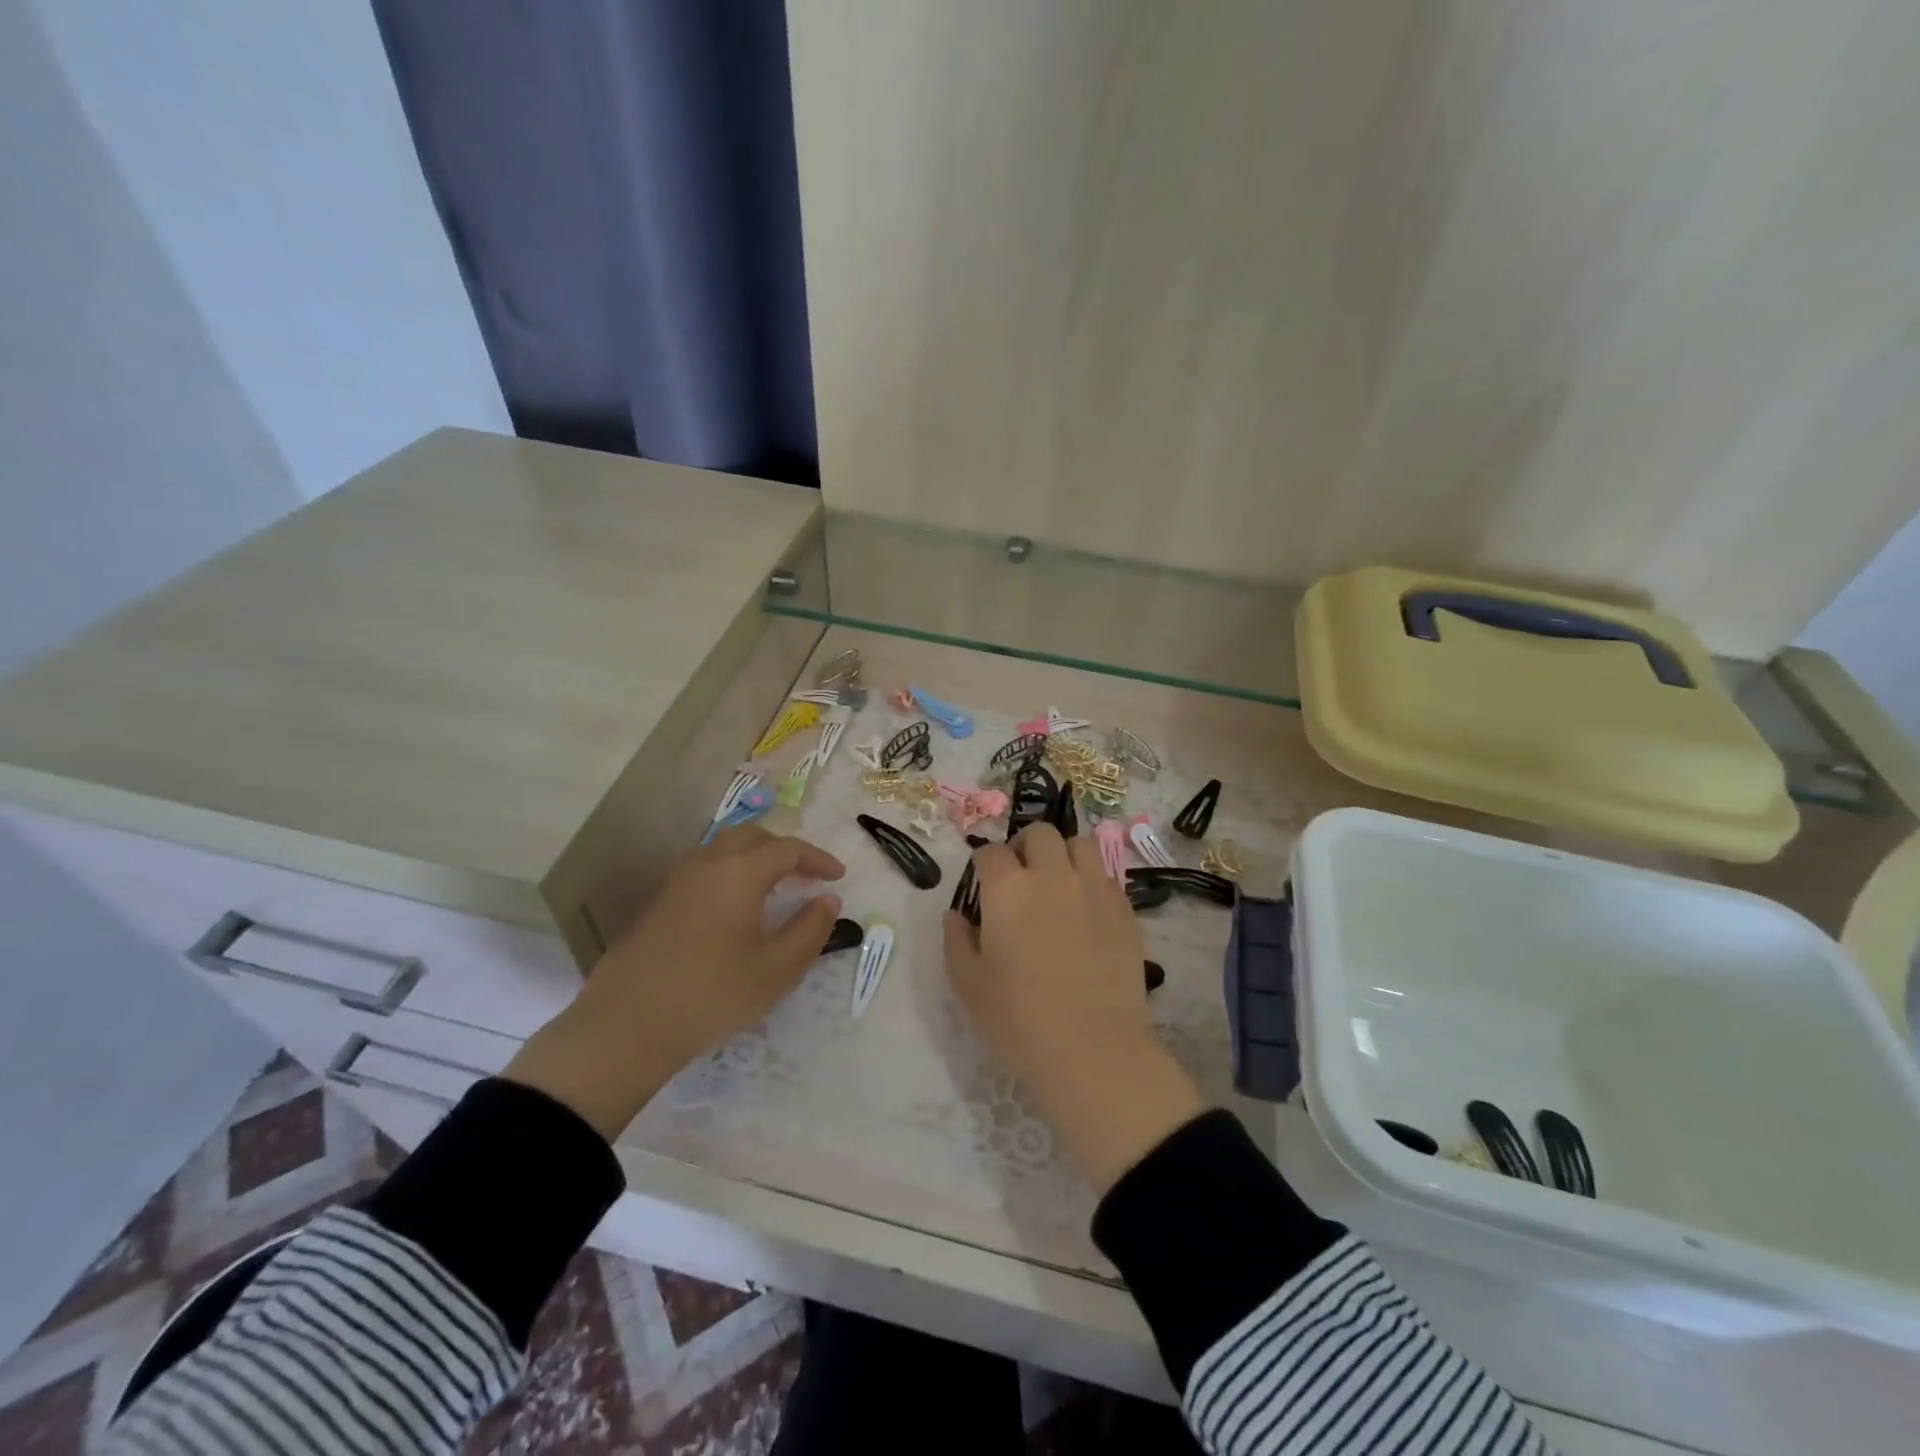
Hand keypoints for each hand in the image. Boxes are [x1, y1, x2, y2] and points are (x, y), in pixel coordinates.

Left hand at [506, 826, 844, 1138]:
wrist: (627, 1026)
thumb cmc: (713, 994)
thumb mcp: (778, 969)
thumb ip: (811, 929)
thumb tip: (827, 900)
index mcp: (740, 871)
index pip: (789, 849)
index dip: (818, 859)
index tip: (838, 877)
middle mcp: (708, 862)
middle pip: (754, 837)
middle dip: (786, 850)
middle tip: (808, 875)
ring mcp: (678, 880)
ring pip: (725, 849)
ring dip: (757, 859)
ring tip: (776, 886)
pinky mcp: (660, 901)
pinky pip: (706, 869)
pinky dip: (732, 873)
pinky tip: (738, 906)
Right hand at [944, 825, 1203, 1191]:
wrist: (1092, 1049)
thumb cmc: (1018, 1019)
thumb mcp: (968, 984)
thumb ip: (956, 941)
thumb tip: (956, 915)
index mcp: (1008, 889)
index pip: (990, 853)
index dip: (983, 864)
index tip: (983, 883)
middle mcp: (1052, 876)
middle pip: (1039, 834)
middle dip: (1024, 846)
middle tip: (1020, 876)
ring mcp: (1094, 889)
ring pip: (1080, 845)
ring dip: (1063, 855)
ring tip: (1058, 882)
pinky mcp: (1125, 910)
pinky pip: (1106, 877)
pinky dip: (1091, 882)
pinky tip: (1086, 911)